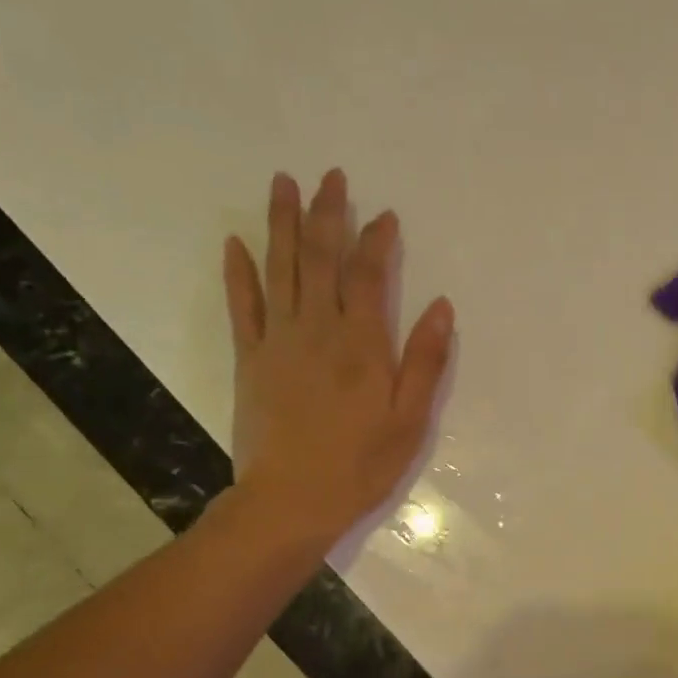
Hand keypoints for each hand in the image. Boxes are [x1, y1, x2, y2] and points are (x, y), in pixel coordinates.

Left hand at [224, 169, 452, 538]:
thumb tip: (441, 307)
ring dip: (281, 224)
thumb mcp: (409, 421)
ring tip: (282, 183)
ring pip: (279, 269)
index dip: (376, 240)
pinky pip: (242, 306)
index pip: (368, 275)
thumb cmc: (360, 465)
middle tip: (330, 176)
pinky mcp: (249, 360)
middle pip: (320, 258)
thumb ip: (424, 362)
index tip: (383, 215)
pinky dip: (238, 273)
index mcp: (361, 344)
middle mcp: (317, 329)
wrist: (290, 501)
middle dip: (327, 214)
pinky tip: (236, 243)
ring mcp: (277, 341)